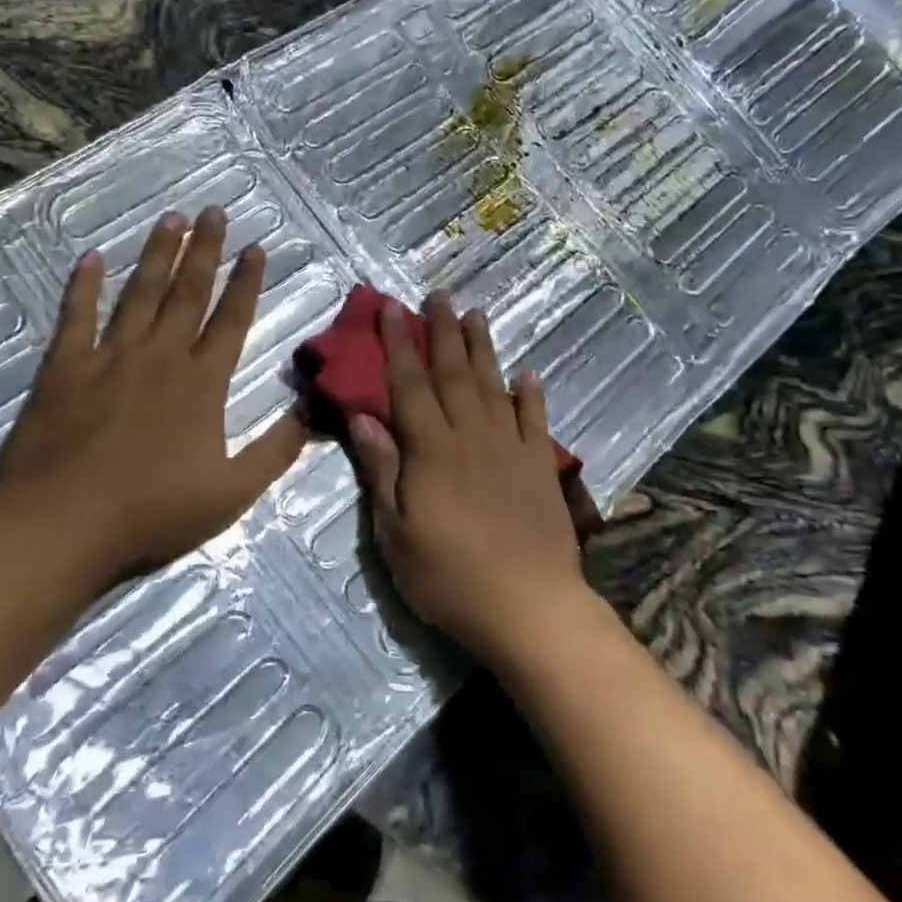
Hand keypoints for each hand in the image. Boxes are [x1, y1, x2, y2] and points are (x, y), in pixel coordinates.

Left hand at [0, 206, 308, 590]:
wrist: (62, 523)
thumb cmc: (152, 512)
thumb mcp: (232, 492)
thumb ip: (276, 450)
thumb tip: (314, 413)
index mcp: (202, 383)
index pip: (231, 319)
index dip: (246, 281)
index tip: (256, 246)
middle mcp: (160, 356)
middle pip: (188, 292)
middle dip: (205, 249)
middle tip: (214, 210)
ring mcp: (110, 357)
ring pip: (139, 293)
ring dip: (157, 254)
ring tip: (171, 218)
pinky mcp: (65, 367)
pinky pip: (76, 316)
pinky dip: (83, 285)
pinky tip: (92, 257)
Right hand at [347, 292, 595, 670]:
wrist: (528, 606)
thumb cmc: (449, 575)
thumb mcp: (396, 531)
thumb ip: (382, 468)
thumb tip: (362, 416)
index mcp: (431, 448)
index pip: (409, 384)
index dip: (398, 343)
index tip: (390, 307)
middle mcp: (471, 435)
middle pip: (454, 373)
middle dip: (442, 331)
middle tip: (439, 295)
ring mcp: (510, 447)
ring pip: (494, 385)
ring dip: (483, 348)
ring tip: (476, 315)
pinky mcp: (540, 466)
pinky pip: (535, 419)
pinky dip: (531, 394)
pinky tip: (528, 374)